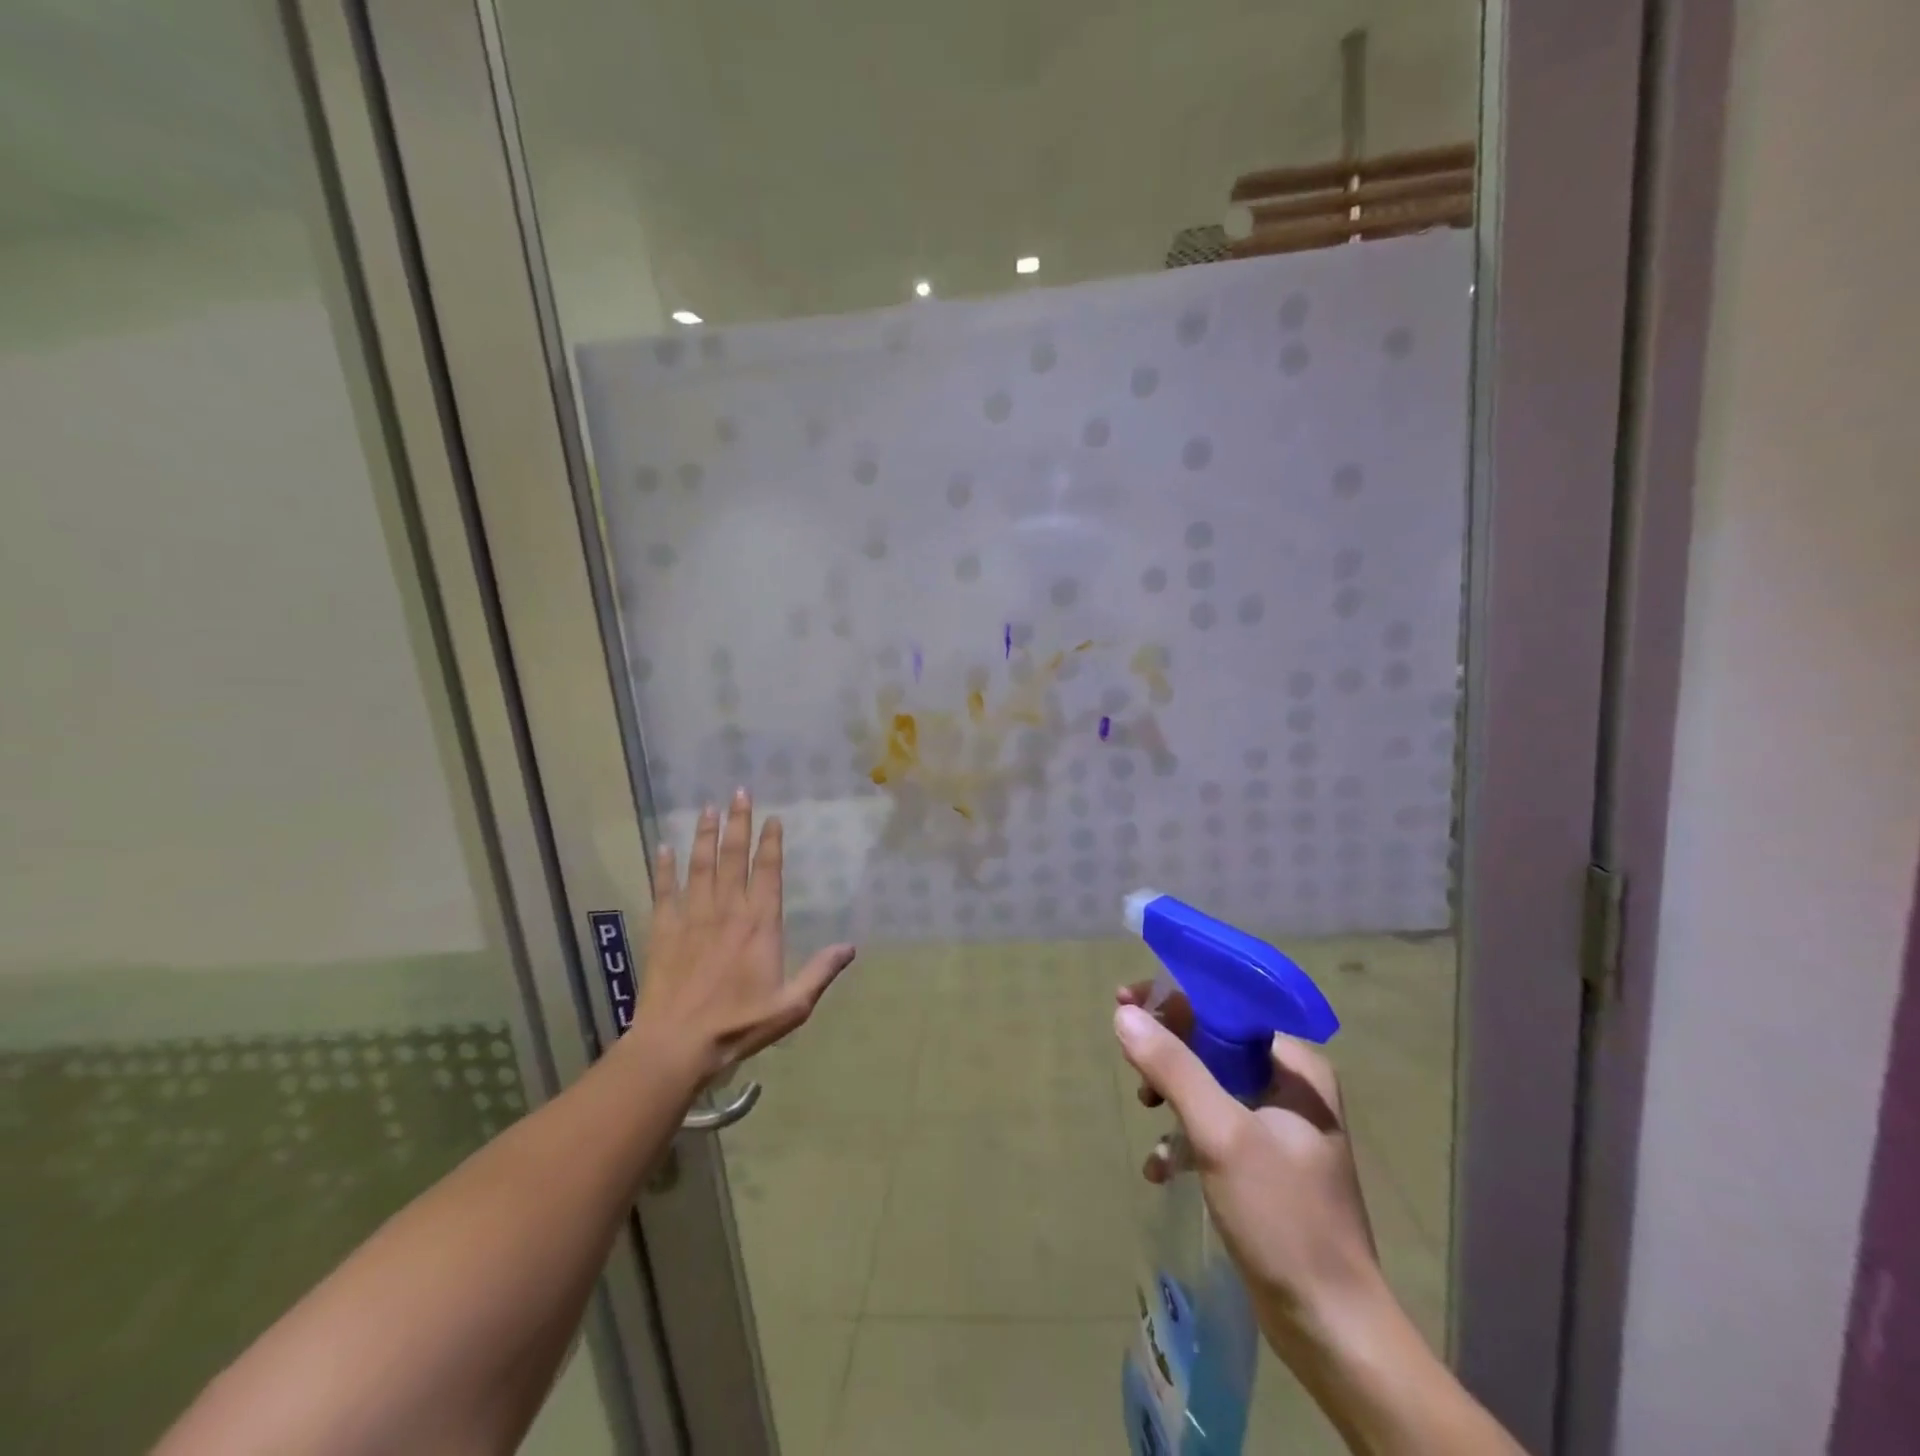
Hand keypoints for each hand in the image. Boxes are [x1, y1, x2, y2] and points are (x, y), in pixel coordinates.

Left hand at [636, 790, 855, 1080]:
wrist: (676, 1046)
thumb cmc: (738, 1025)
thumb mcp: (791, 1006)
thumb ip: (820, 972)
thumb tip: (850, 947)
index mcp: (760, 925)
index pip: (767, 872)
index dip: (771, 843)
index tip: (772, 817)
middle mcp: (727, 912)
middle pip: (733, 858)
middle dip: (738, 824)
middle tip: (739, 792)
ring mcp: (692, 918)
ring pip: (700, 866)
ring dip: (704, 835)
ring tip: (707, 807)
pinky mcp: (664, 931)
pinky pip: (664, 891)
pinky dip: (663, 868)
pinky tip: (663, 847)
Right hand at [1113, 985, 1383, 1354]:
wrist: (1330, 1326)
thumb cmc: (1282, 1217)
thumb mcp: (1220, 1134)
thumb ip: (1173, 1068)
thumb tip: (1125, 1015)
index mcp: (1295, 1067)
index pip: (1227, 1007)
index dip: (1174, 999)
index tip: (1126, 1002)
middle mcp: (1291, 1086)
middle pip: (1214, 1042)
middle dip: (1168, 1051)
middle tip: (1131, 1062)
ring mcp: (1279, 1126)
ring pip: (1209, 1084)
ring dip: (1172, 1094)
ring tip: (1145, 1111)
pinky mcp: (1265, 1163)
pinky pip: (1214, 1127)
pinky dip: (1185, 1138)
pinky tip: (1161, 1167)